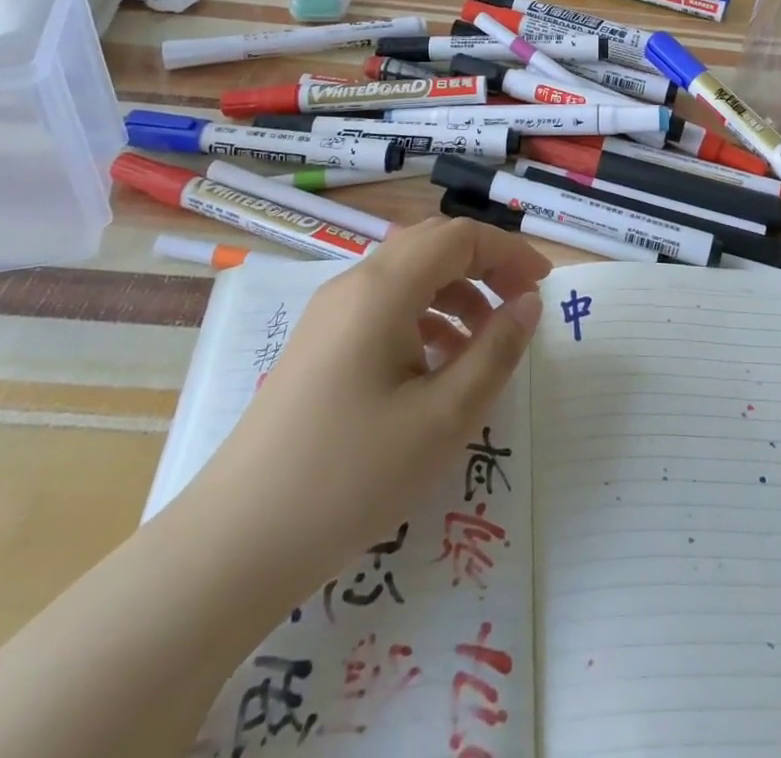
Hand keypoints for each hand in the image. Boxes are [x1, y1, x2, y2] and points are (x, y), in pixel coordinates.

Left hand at [180, 217, 545, 597]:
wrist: (236, 542)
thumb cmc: (351, 475)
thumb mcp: (443, 418)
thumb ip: (495, 351)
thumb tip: (528, 305)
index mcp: (383, 288)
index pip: (460, 237)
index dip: (508, 253)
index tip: (544, 288)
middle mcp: (353, 285)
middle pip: (432, 246)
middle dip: (484, 267)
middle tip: (520, 307)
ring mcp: (330, 314)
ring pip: (407, 276)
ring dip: (455, 293)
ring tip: (484, 344)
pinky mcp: (319, 345)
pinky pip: (384, 307)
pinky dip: (424, 318)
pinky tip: (437, 368)